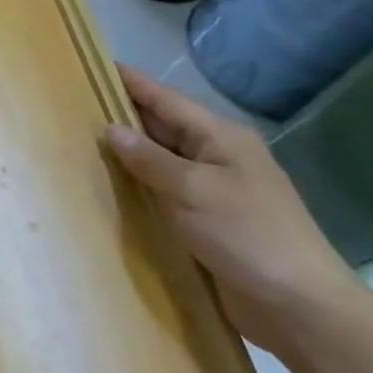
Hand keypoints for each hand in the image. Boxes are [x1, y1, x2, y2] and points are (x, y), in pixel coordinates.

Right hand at [104, 66, 365, 357]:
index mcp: (220, 137)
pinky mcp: (206, 220)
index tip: (92, 64)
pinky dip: (138, 185)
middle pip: (161, 126)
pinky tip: (108, 185)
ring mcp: (212, 189)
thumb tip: (111, 129)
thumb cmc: (248, 235)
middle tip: (72, 104)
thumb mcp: (194, 190)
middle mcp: (216, 156)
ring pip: (160, 160)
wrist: (300, 307)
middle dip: (121, 115)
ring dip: (127, 153)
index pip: (165, 99)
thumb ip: (149, 159)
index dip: (130, 82)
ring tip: (79, 140)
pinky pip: (164, 191)